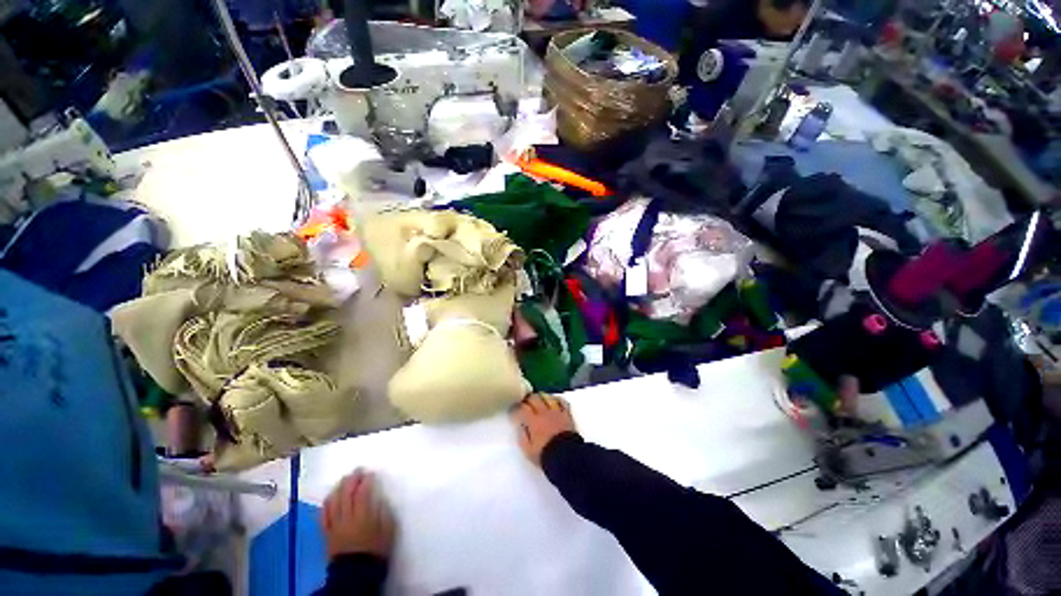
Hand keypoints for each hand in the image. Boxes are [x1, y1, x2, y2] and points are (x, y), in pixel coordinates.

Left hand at [322, 469, 395, 560]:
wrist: (356, 574)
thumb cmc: (375, 551)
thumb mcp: (387, 531)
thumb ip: (384, 513)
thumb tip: (380, 499)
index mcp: (363, 517)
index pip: (362, 494)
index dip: (365, 481)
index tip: (370, 473)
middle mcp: (347, 518)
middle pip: (346, 495)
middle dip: (351, 480)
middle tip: (357, 470)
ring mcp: (335, 526)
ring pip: (334, 502)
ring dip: (339, 488)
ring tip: (344, 479)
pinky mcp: (327, 533)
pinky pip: (324, 515)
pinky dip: (327, 503)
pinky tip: (330, 496)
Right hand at [512, 394, 576, 466]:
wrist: (567, 457)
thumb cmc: (545, 455)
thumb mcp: (528, 450)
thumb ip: (522, 436)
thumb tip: (521, 426)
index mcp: (533, 421)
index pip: (522, 408)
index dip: (516, 409)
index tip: (513, 412)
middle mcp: (544, 412)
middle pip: (534, 398)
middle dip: (527, 400)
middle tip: (524, 404)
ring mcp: (556, 411)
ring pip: (547, 397)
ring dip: (541, 397)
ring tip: (538, 401)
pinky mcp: (566, 414)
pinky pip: (562, 401)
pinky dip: (556, 399)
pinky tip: (553, 401)